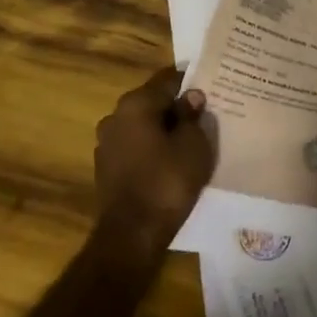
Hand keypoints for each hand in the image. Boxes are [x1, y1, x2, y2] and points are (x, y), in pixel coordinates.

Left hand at [93, 65, 214, 260]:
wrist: (132, 236)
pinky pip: (135, 147)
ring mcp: (106, 143)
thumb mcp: (193, 144)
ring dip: (162, 129)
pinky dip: (151, 149)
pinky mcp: (106, 168)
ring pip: (142, 125)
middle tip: (203, 115)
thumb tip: (191, 97)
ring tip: (188, 140)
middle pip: (152, 102)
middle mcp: (115, 116)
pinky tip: (169, 161)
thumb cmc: (167, 182)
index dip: (190, 82)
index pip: (167, 79)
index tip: (210, 88)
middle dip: (176, 107)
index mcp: (135, 103)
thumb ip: (192, 116)